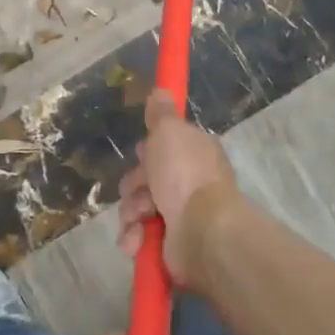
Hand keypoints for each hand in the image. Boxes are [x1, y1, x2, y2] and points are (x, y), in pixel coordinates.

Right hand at [118, 89, 238, 283]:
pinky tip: (138, 241)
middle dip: (135, 186)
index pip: (163, 148)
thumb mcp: (169, 131)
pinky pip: (139, 236)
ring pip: (136, 207)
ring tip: (140, 221)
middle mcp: (189, 183)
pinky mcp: (170, 244)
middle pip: (143, 179)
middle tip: (142, 190)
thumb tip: (160, 90)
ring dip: (131, 213)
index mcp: (194, 154)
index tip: (144, 154)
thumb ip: (161, 113)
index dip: (148, 151)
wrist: (202, 231)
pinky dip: (135, 238)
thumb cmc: (185, 174)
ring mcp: (180, 215)